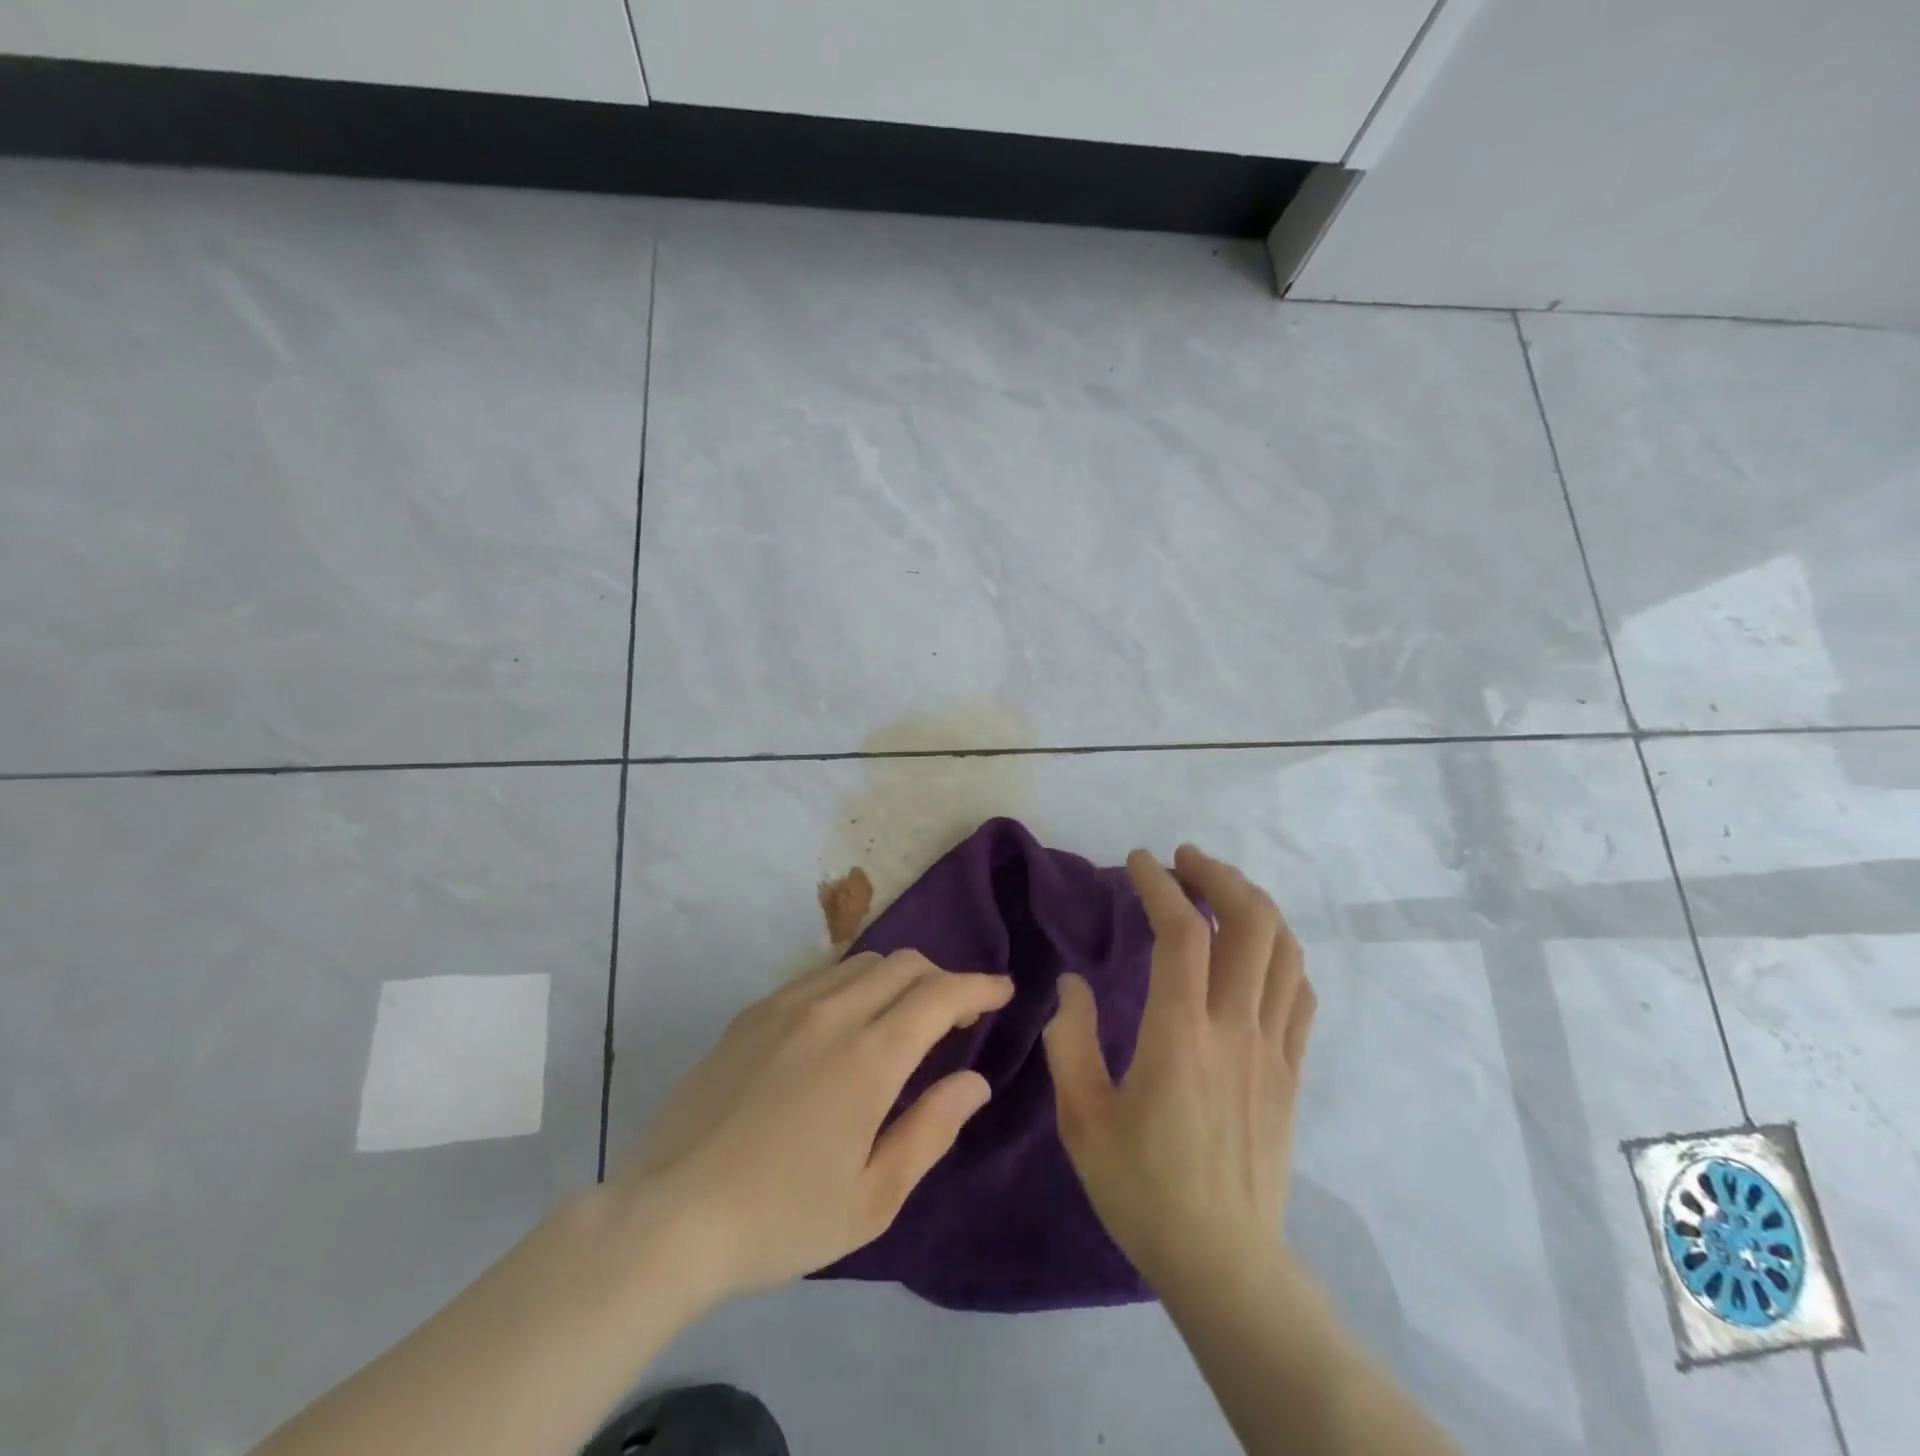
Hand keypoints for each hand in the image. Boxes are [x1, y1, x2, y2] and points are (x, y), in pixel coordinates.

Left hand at [614, 950, 1012, 1308]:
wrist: (670, 1215)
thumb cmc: (781, 1218)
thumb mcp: (872, 1199)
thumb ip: (931, 1130)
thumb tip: (975, 1081)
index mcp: (868, 1057)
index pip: (941, 994)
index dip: (979, 986)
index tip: (1003, 991)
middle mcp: (832, 1013)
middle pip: (905, 964)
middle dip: (942, 979)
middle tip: (956, 1017)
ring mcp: (787, 1005)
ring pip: (862, 962)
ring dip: (898, 978)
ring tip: (903, 1017)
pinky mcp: (753, 1012)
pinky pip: (820, 975)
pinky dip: (853, 983)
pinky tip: (845, 1023)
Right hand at [1043, 845, 1315, 1297]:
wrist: (1223, 1261)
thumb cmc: (1142, 1188)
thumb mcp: (1081, 1117)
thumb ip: (1070, 1039)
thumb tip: (1072, 984)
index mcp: (1180, 1035)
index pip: (1182, 934)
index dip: (1161, 885)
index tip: (1139, 861)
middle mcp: (1235, 1028)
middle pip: (1250, 924)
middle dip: (1219, 876)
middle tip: (1185, 861)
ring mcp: (1273, 1048)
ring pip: (1284, 950)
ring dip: (1254, 904)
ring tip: (1220, 890)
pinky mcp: (1292, 1071)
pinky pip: (1300, 992)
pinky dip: (1281, 952)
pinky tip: (1255, 949)